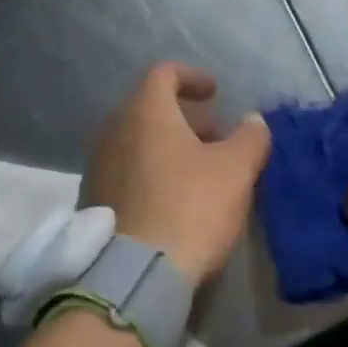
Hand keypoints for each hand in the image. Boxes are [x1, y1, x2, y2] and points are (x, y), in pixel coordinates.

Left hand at [82, 62, 270, 286]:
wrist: (134, 274)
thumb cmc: (190, 207)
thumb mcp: (235, 171)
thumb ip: (250, 138)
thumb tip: (254, 120)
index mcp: (145, 112)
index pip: (165, 73)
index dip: (193, 77)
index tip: (215, 94)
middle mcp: (114, 130)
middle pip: (149, 108)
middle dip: (185, 117)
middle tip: (216, 138)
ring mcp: (98, 165)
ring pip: (137, 141)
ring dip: (168, 146)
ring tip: (199, 171)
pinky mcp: (94, 199)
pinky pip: (126, 170)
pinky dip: (151, 170)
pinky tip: (173, 199)